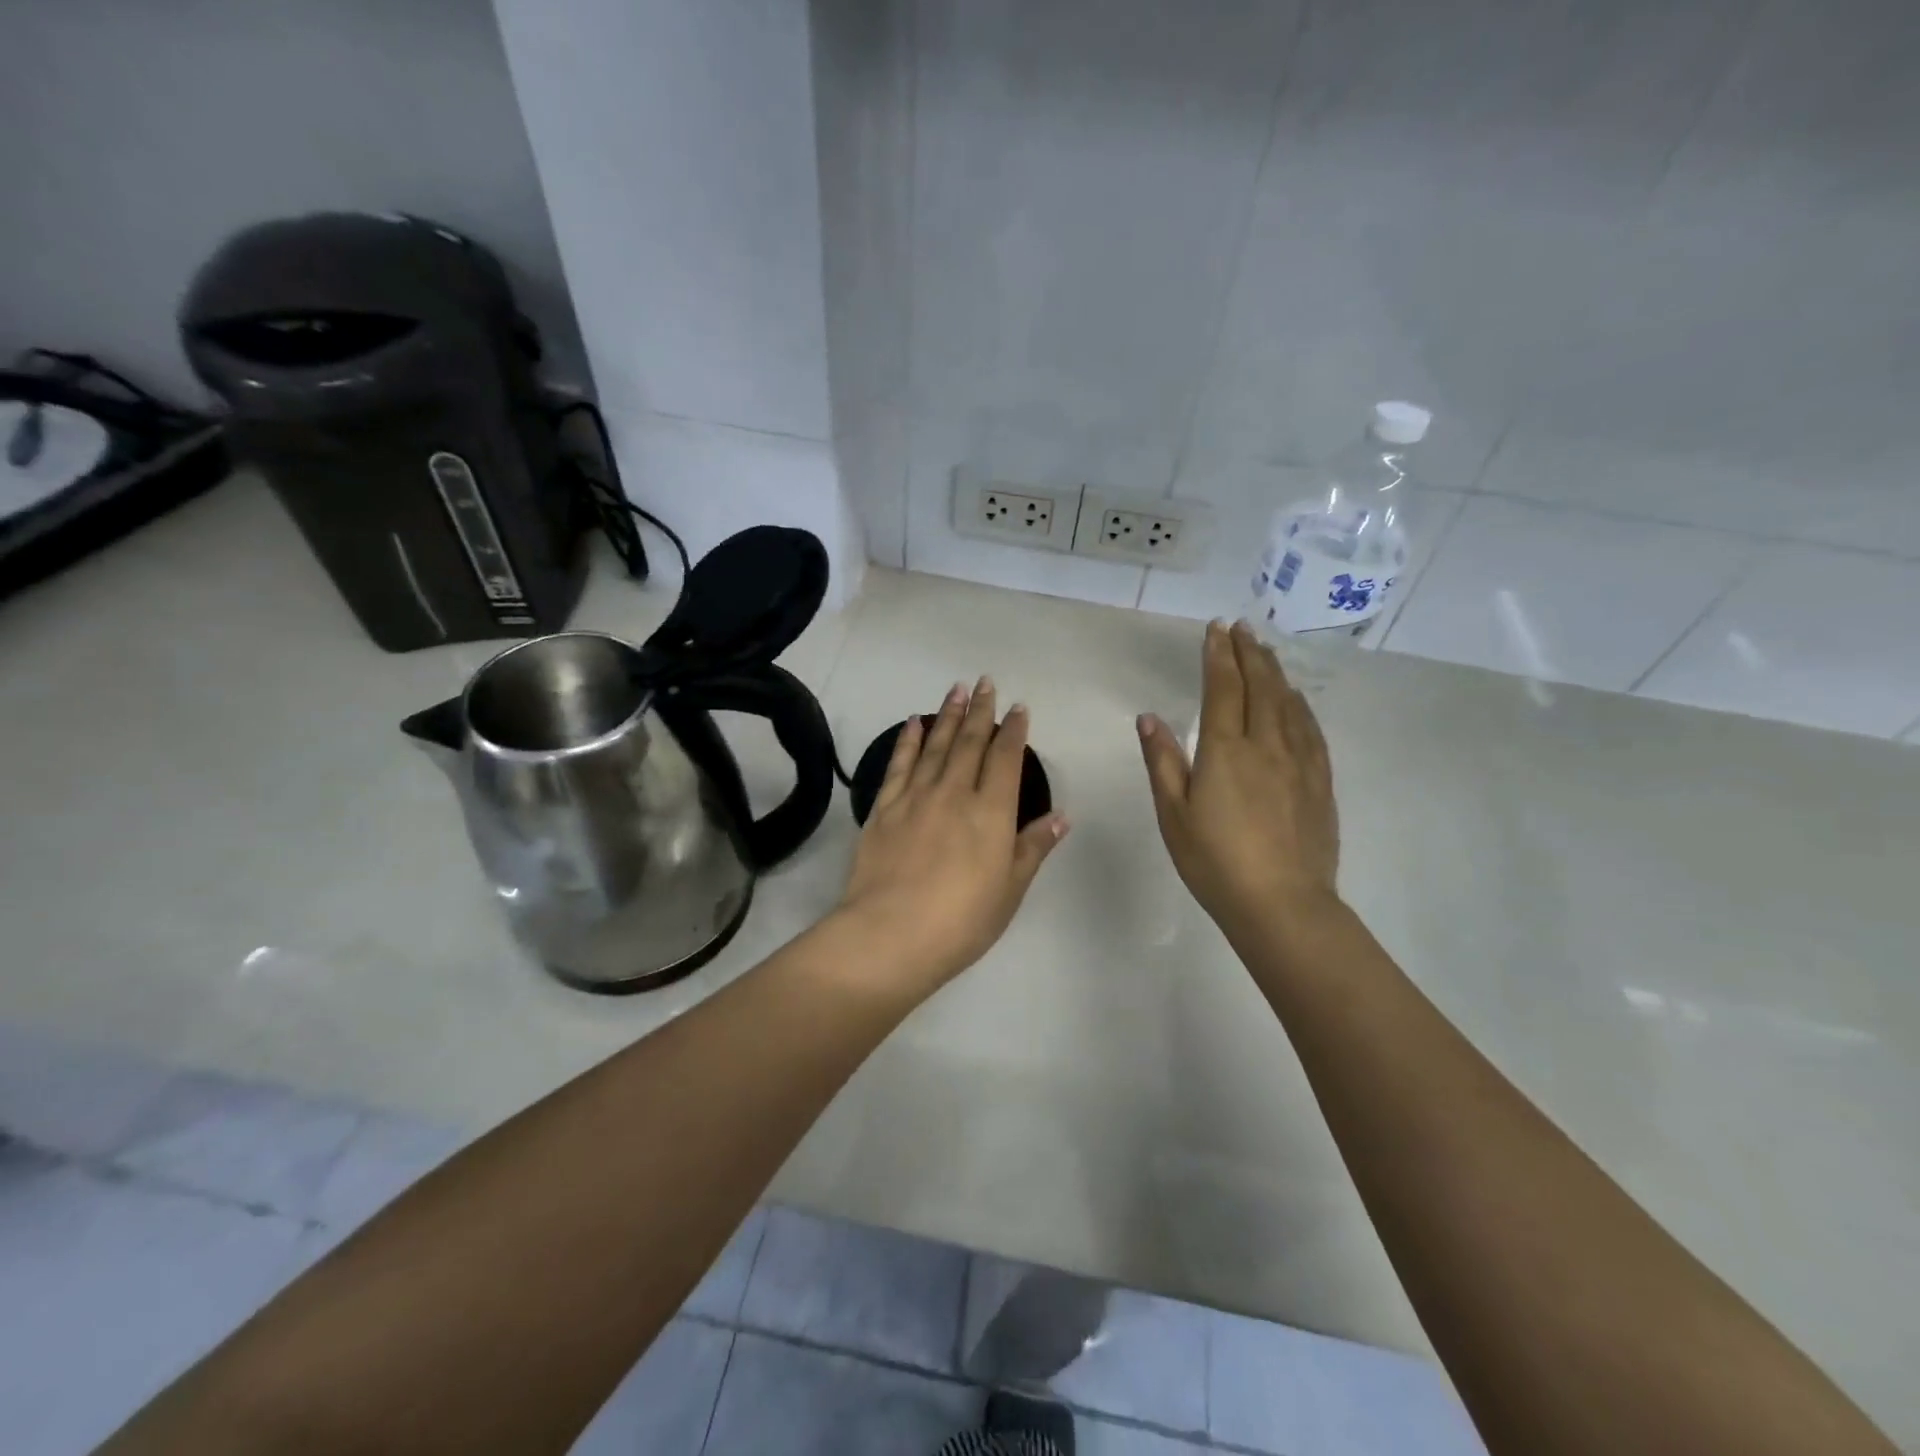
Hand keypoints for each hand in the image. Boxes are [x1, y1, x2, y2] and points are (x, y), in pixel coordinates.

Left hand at [837, 678, 1068, 993]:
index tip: (1018, 708)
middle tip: (985, 683)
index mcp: (991, 812)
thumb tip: (1062, 815)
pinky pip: (899, 764)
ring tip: (956, 689)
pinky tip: (912, 723)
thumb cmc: (961, 921)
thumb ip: (1033, 847)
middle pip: (970, 742)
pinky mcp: (884, 808)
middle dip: (981, 711)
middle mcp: (955, 793)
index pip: (1006, 759)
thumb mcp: (1010, 889)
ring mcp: (916, 797)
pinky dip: (907, 740)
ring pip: (936, 746)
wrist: (890, 934)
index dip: (1013, 731)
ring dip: (948, 715)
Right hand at [1137, 621, 1339, 934]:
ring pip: (1288, 703)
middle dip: (1249, 653)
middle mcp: (1266, 745)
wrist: (1281, 904)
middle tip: (1242, 628)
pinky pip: (1310, 730)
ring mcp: (1299, 762)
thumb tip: (1150, 717)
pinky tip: (1297, 700)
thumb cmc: (1215, 861)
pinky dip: (1300, 705)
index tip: (1216, 629)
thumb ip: (1162, 761)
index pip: (1223, 688)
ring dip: (1275, 673)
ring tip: (1267, 652)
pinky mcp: (1319, 782)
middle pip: (1260, 687)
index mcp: (1225, 750)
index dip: (1218, 655)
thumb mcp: (1173, 814)